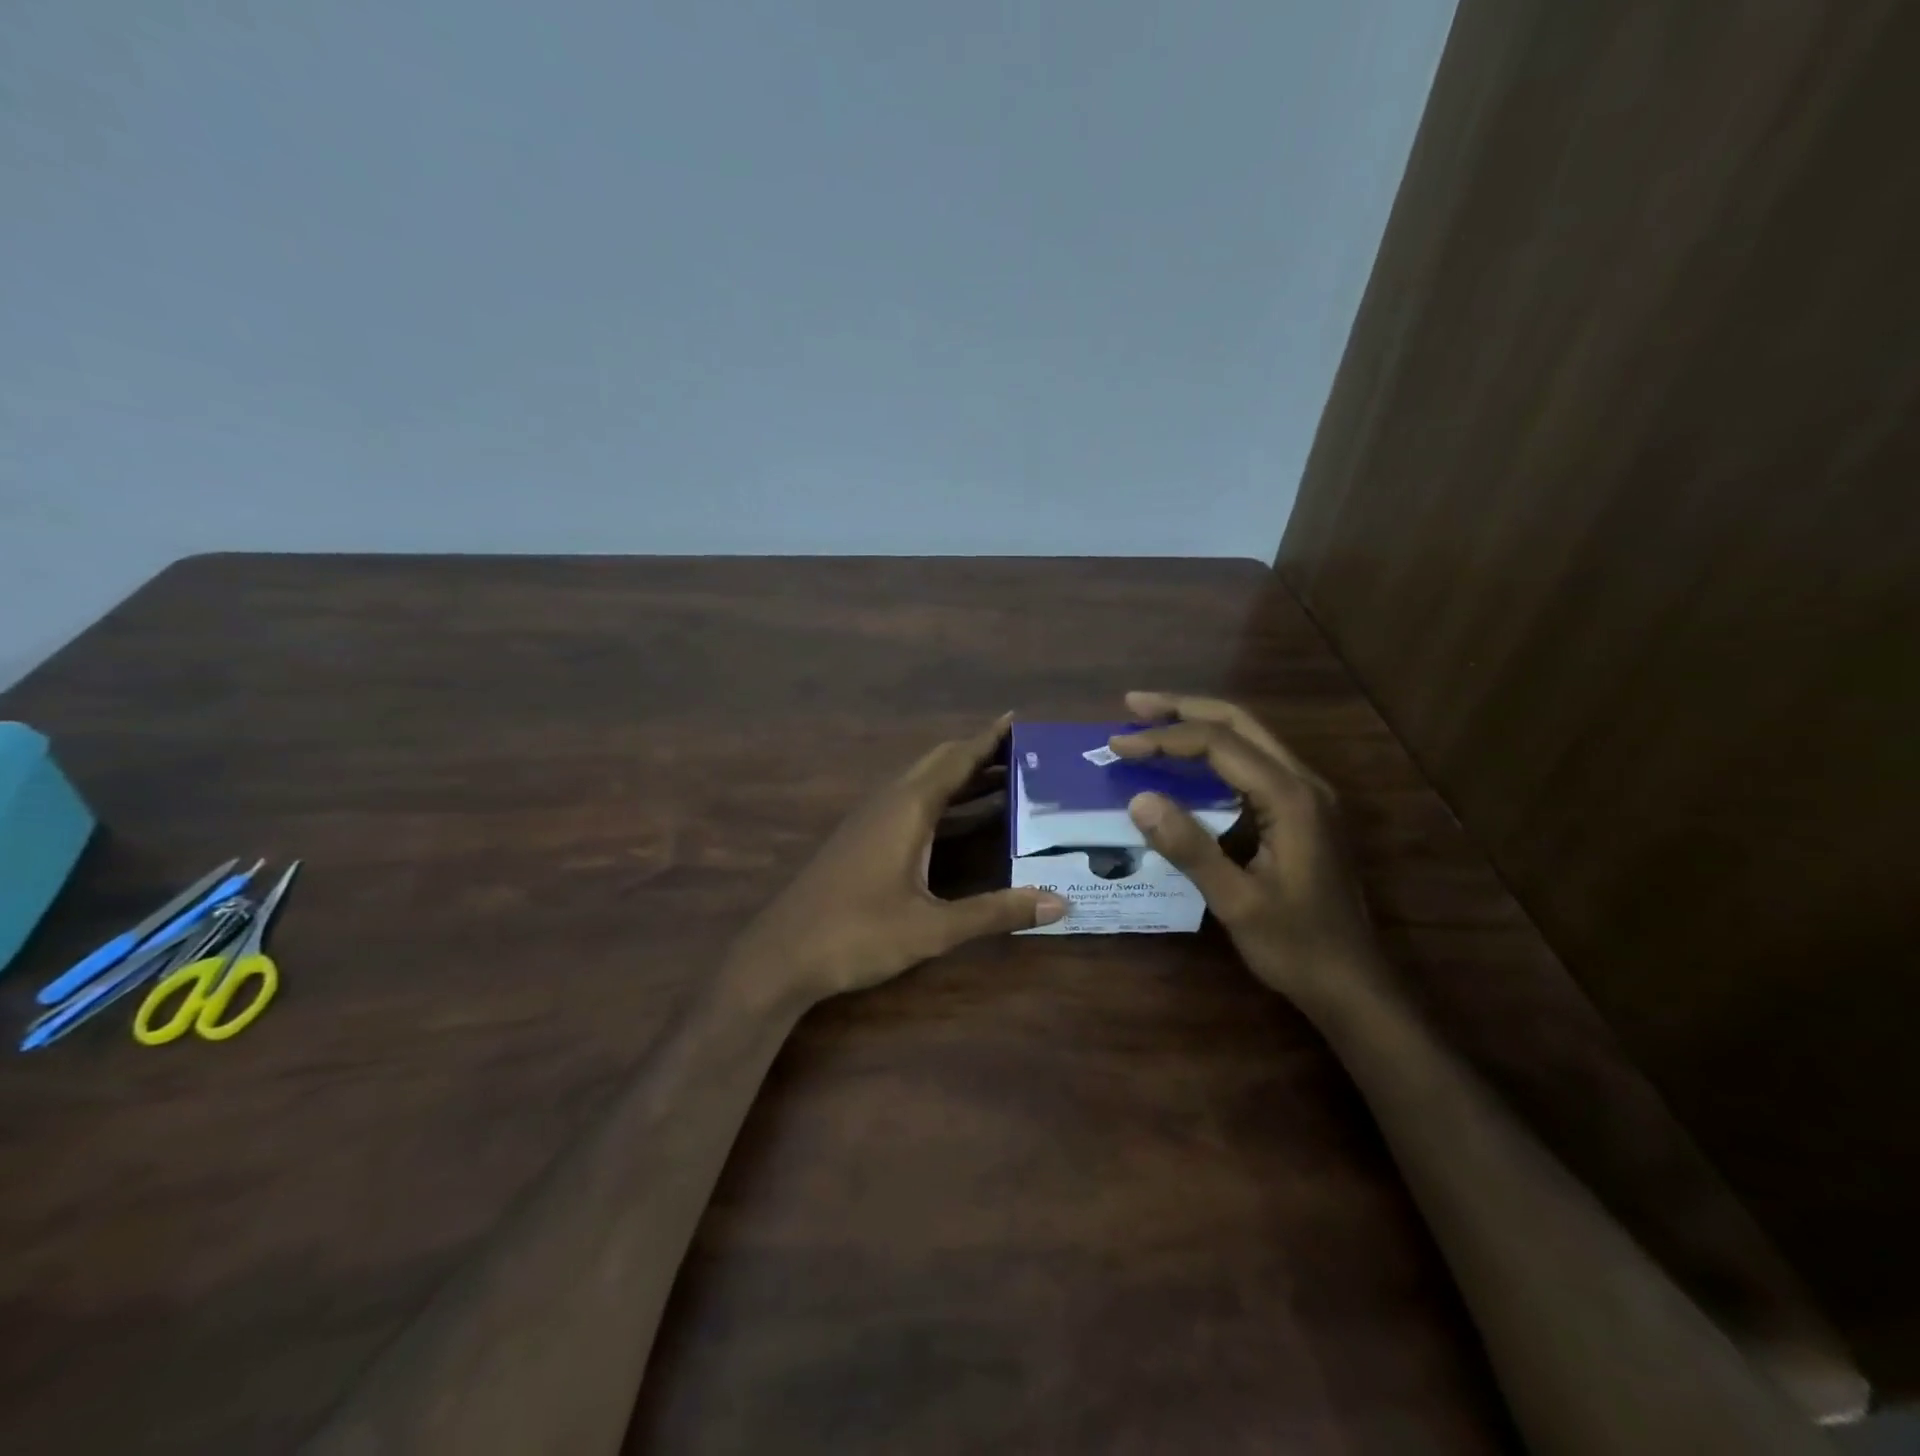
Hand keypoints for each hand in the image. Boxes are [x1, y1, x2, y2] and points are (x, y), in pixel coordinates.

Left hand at [728, 714, 1067, 1009]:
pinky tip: (959, 820)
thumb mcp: (933, 927)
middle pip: (938, 763)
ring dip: (960, 778)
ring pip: (922, 782)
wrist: (781, 955)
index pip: (956, 759)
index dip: (988, 739)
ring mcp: (870, 819)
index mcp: (907, 808)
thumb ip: (995, 912)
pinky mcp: (861, 839)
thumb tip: (1059, 903)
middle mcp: (888, 802)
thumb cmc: (858, 934)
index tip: (1018, 719)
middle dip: (979, 754)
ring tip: (1005, 780)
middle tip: (1023, 755)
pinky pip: (910, 802)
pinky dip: (942, 800)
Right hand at [1111, 692, 1378, 1010]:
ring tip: (1151, 723)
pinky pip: (1254, 764)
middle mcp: (1304, 783)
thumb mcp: (1236, 902)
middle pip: (1239, 723)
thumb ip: (1189, 847)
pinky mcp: (1302, 812)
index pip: (1220, 744)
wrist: (1353, 984)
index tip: (1118, 744)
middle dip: (1183, 709)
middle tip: (1131, 707)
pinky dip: (1214, 753)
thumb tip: (1138, 799)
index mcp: (1290, 798)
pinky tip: (1187, 765)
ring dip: (1198, 725)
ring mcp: (1307, 796)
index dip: (1164, 739)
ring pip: (1250, 738)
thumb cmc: (1296, 946)